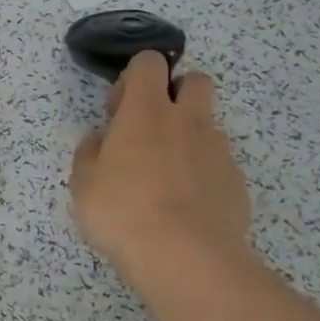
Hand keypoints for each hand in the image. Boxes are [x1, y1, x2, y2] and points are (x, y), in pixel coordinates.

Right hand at [70, 51, 255, 286]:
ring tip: (168, 176)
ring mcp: (217, 150)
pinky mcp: (236, 181)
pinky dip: (203, 173)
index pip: (149, 62)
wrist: (186, 258)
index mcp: (145, 111)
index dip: (134, 77)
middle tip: (152, 129)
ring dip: (189, 136)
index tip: (119, 110)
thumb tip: (100, 141)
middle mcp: (186, 120)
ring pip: (208, 124)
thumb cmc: (123, 213)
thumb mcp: (84, 185)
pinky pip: (218, 163)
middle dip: (176, 93)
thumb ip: (90, 154)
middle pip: (194, 80)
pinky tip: (187, 205)